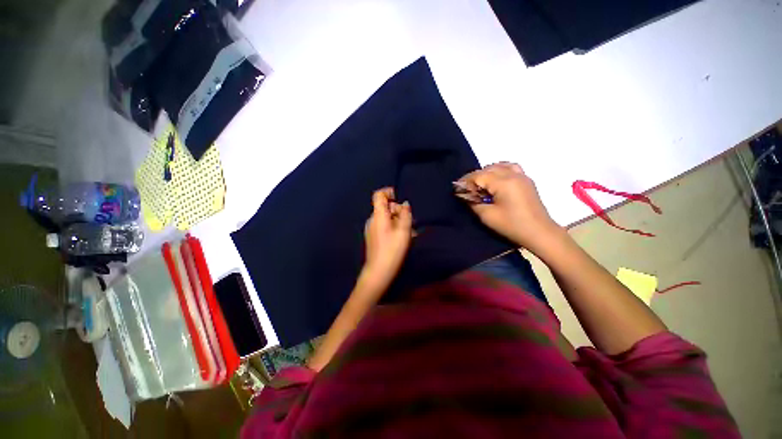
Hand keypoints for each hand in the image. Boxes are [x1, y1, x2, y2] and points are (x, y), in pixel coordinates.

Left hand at [363, 187, 412, 287]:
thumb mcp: (403, 231)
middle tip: (410, 221)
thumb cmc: (392, 250)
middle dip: (398, 210)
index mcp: (378, 216)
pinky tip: (402, 237)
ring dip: (398, 220)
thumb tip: (405, 204)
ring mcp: (371, 229)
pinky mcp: (373, 237)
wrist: (378, 271)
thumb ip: (405, 215)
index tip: (400, 198)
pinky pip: (384, 226)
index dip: (388, 192)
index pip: (378, 195)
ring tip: (409, 232)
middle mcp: (372, 220)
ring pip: (386, 218)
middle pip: (385, 207)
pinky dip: (393, 227)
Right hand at [457, 162, 560, 250]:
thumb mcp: (487, 216)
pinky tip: (495, 180)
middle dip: (474, 177)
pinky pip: (510, 168)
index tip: (456, 188)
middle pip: (488, 169)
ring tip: (480, 184)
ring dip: (487, 172)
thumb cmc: (512, 225)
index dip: (465, 181)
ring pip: (499, 165)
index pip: (479, 175)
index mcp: (503, 182)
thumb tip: (465, 195)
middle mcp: (513, 174)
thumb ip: (474, 203)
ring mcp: (522, 176)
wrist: (540, 232)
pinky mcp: (526, 180)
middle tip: (466, 188)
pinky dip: (499, 170)